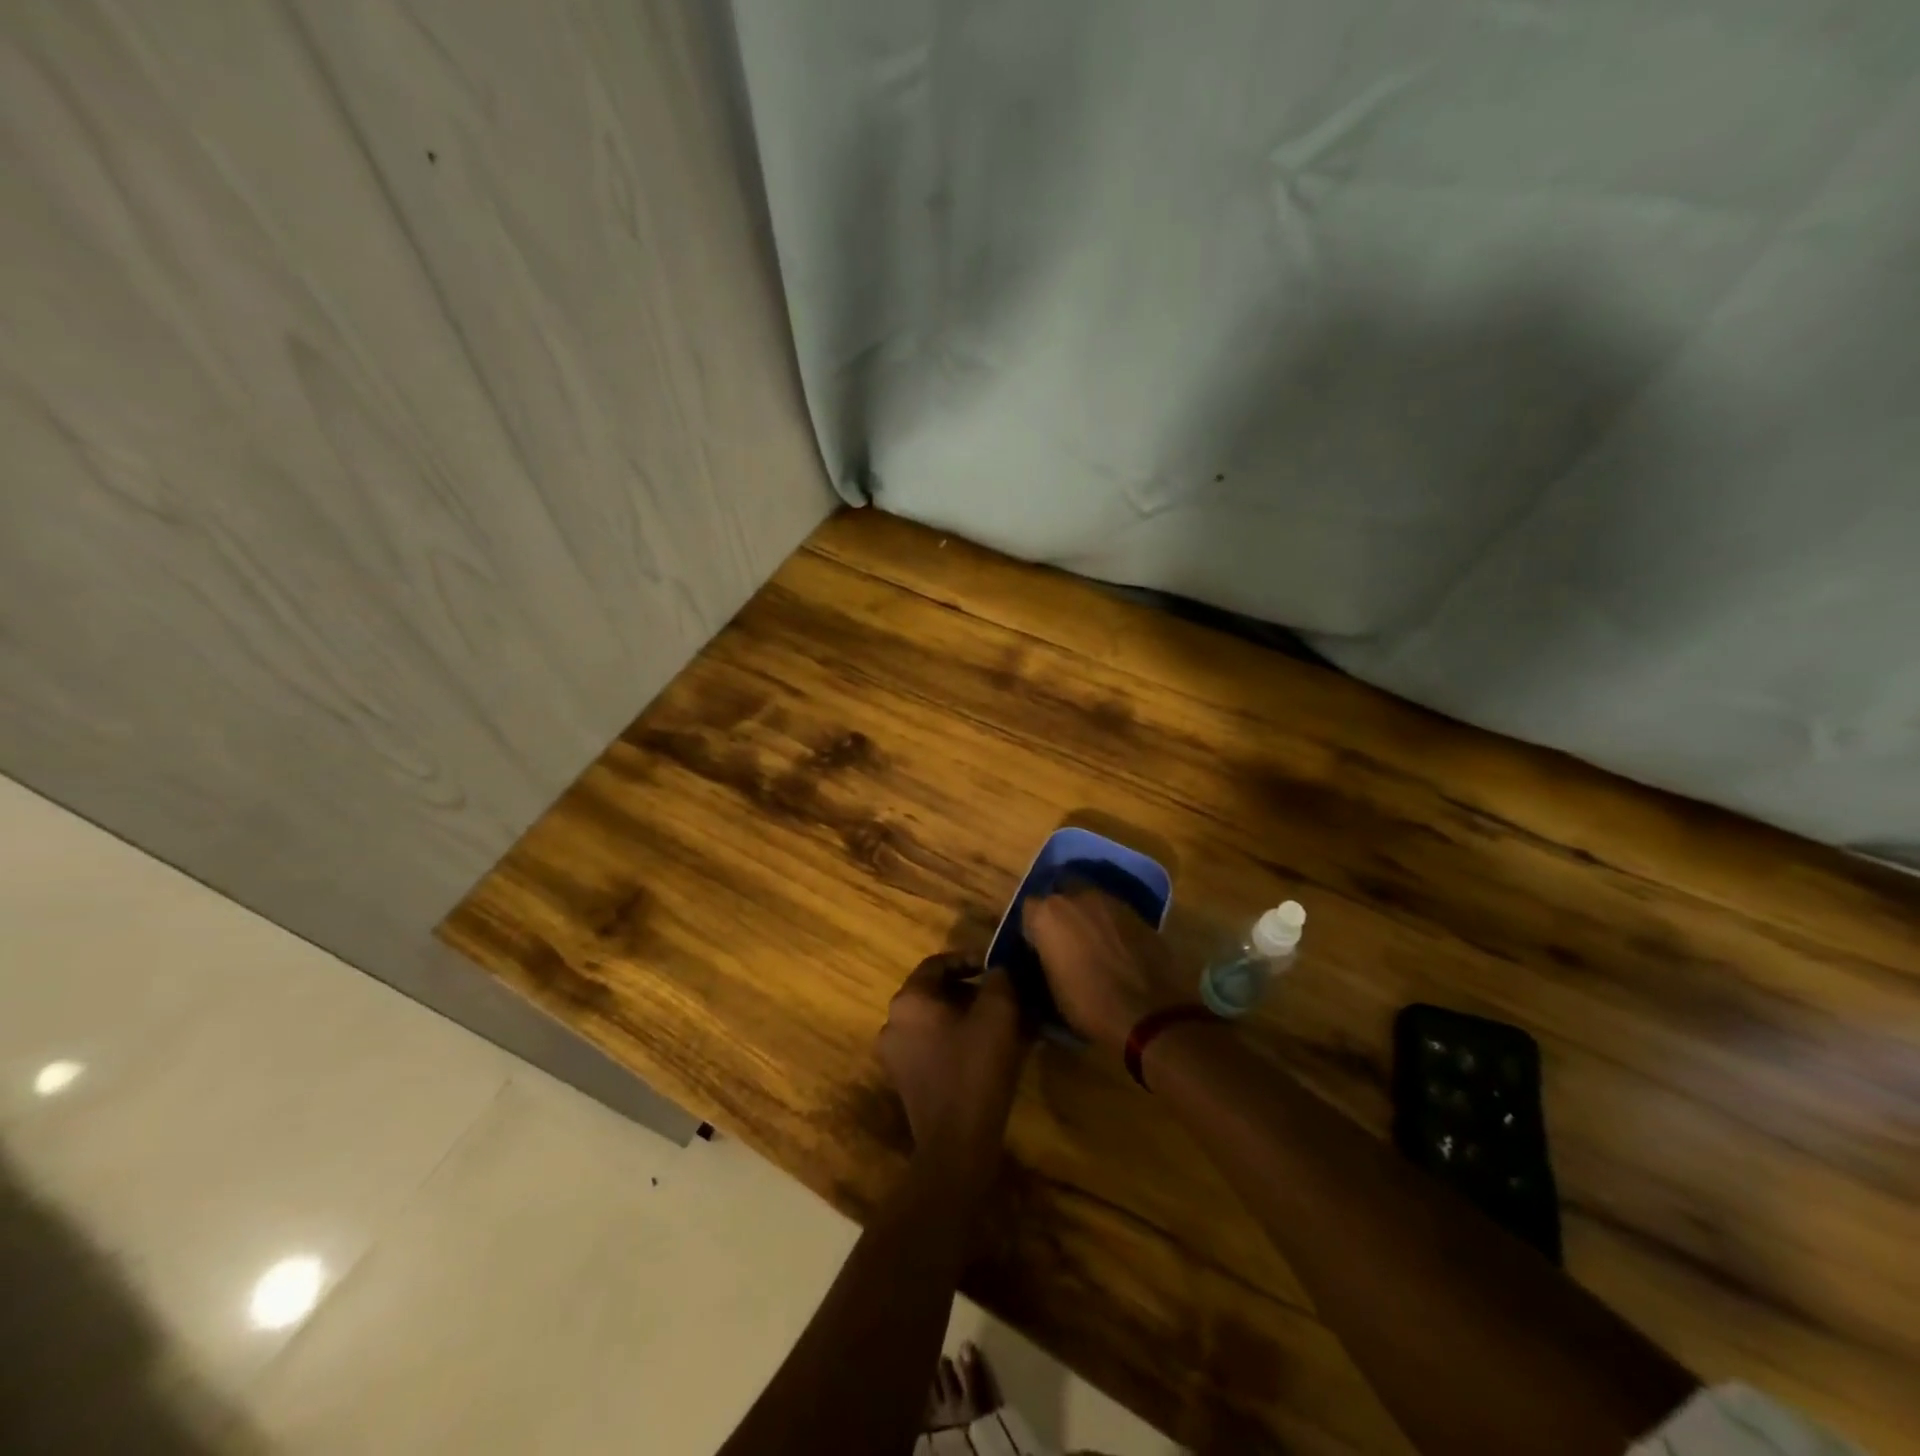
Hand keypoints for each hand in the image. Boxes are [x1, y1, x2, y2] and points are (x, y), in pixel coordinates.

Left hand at [877, 953, 1029, 1178]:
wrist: (956, 1145)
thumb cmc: (975, 1069)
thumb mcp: (997, 1014)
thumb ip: (999, 980)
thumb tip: (999, 968)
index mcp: (908, 1001)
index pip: (937, 964)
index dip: (969, 959)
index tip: (997, 967)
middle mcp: (893, 1022)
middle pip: (935, 992)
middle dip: (970, 990)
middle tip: (1003, 995)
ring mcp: (895, 1054)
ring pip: (935, 1020)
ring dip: (966, 1015)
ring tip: (1000, 1022)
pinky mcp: (905, 1080)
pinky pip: (932, 1045)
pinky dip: (957, 1039)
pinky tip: (987, 1050)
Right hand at [1022, 887, 1190, 1051]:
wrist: (1149, 1013)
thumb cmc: (1089, 1005)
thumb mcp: (1052, 988)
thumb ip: (1046, 957)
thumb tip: (1048, 953)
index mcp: (1047, 915)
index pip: (1029, 909)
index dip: (1034, 928)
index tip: (1039, 947)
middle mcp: (1076, 897)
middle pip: (1061, 892)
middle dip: (1061, 911)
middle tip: (1065, 938)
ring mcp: (1110, 900)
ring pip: (1090, 898)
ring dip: (1087, 914)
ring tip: (1092, 940)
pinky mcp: (1137, 911)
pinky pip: (1114, 911)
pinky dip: (1111, 923)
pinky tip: (1116, 945)